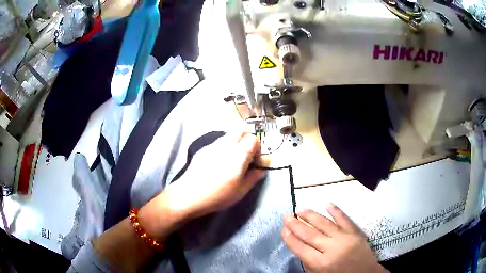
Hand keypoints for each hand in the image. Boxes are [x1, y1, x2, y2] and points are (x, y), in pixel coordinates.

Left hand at [165, 129, 266, 219]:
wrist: (189, 195)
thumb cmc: (219, 195)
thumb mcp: (241, 190)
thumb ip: (254, 177)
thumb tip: (261, 169)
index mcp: (239, 154)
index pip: (253, 139)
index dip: (257, 148)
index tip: (254, 161)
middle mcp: (227, 144)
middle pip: (241, 129)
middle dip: (247, 138)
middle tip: (245, 155)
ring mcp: (213, 145)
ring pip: (229, 134)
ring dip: (235, 141)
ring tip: (232, 159)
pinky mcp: (203, 149)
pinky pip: (218, 141)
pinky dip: (224, 146)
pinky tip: (218, 162)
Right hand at [281, 205, 387, 272]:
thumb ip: (309, 264)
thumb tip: (300, 248)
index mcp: (321, 263)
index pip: (301, 248)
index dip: (290, 238)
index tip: (283, 229)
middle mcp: (332, 249)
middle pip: (310, 234)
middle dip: (296, 225)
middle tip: (286, 215)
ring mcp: (345, 238)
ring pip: (325, 224)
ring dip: (312, 216)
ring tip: (301, 209)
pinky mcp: (356, 233)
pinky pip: (345, 219)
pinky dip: (336, 211)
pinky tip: (327, 204)